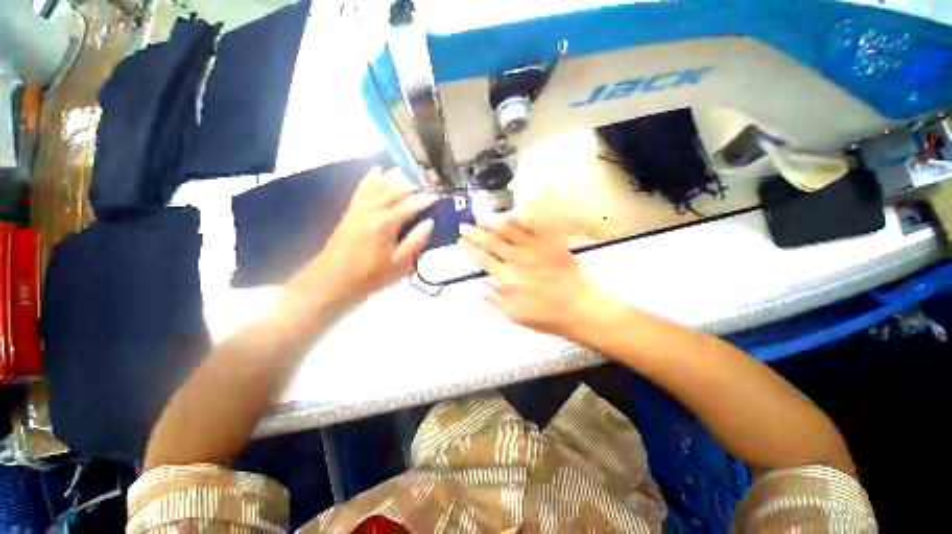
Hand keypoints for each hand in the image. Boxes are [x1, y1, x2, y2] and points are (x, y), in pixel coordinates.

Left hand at [301, 167, 436, 304]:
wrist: (332, 279)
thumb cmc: (370, 275)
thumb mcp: (399, 264)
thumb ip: (416, 241)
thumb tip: (429, 222)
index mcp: (385, 224)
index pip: (409, 205)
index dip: (425, 200)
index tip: (438, 196)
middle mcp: (372, 210)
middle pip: (395, 191)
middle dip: (412, 186)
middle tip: (427, 184)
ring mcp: (359, 208)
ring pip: (379, 185)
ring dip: (394, 178)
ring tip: (409, 173)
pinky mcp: (351, 210)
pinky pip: (362, 188)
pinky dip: (371, 178)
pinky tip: (378, 169)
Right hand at [459, 217, 612, 339]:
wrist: (580, 308)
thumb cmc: (547, 315)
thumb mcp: (516, 315)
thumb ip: (495, 300)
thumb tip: (478, 287)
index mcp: (507, 278)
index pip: (482, 259)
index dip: (470, 249)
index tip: (460, 241)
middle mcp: (517, 259)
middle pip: (491, 242)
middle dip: (475, 233)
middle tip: (464, 226)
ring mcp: (535, 248)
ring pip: (509, 230)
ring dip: (493, 223)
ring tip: (482, 218)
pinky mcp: (551, 243)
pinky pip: (536, 225)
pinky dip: (523, 218)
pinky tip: (513, 216)